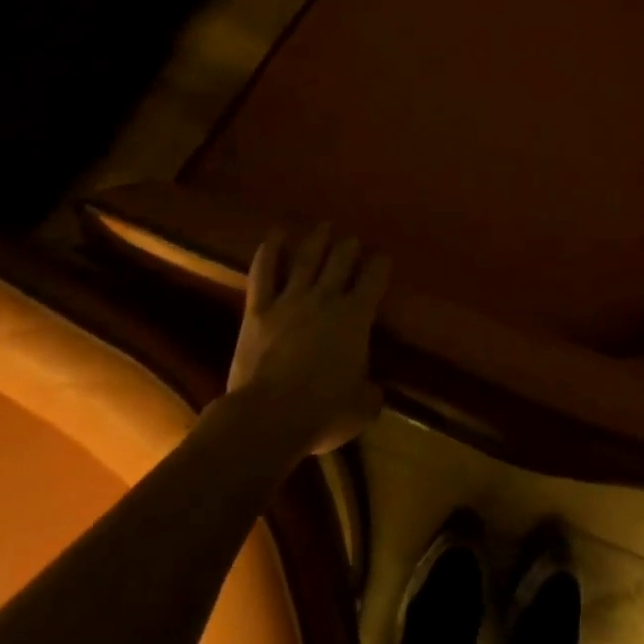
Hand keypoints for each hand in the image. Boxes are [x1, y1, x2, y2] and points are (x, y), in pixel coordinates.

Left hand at [226, 223, 389, 455]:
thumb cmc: (323, 412)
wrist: (268, 417)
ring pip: (307, 260)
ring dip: (317, 241)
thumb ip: (369, 394)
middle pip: (341, 261)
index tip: (384, 257)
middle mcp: (327, 299)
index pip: (374, 279)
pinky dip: (269, 252)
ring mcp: (290, 301)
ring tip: (324, 226)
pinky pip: (264, 274)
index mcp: (357, 317)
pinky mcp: (259, 311)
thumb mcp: (361, 408)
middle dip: (349, 247)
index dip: (380, 265)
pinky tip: (274, 235)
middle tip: (353, 239)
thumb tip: (373, 392)